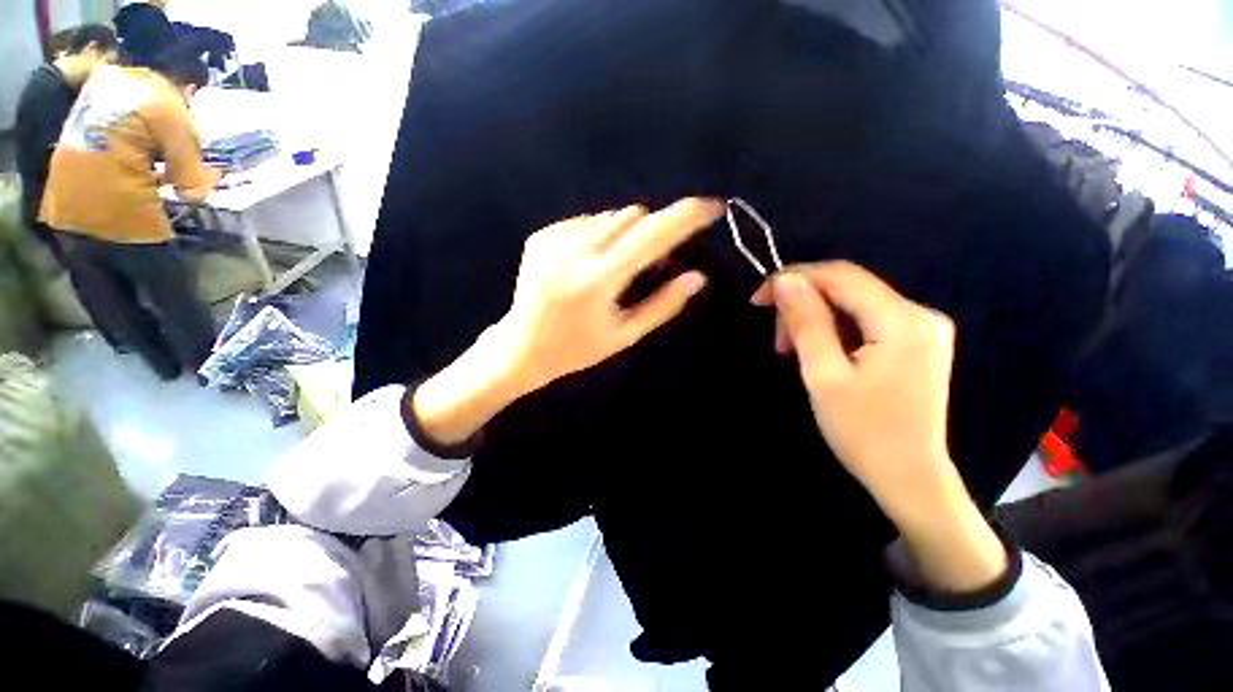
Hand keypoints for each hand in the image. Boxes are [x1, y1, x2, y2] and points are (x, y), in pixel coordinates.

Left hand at [492, 197, 721, 394]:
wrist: (520, 348)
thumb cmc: (577, 349)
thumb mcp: (625, 335)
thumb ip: (663, 305)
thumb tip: (697, 277)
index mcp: (597, 280)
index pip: (651, 236)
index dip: (685, 217)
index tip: (711, 206)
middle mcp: (574, 252)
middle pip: (633, 216)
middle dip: (653, 231)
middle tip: (651, 263)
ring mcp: (554, 239)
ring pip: (610, 216)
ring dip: (627, 234)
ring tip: (615, 268)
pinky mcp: (541, 236)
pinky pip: (586, 221)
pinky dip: (599, 235)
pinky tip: (589, 264)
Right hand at [751, 261, 956, 510]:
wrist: (909, 479)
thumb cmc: (862, 432)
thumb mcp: (824, 375)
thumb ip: (806, 321)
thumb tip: (785, 279)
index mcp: (902, 320)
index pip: (840, 275)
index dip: (794, 278)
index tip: (758, 299)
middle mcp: (920, 313)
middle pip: (848, 288)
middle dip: (804, 305)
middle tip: (778, 341)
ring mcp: (922, 328)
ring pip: (853, 303)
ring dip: (816, 319)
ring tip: (793, 351)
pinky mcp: (916, 342)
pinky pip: (865, 319)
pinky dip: (834, 330)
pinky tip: (819, 353)